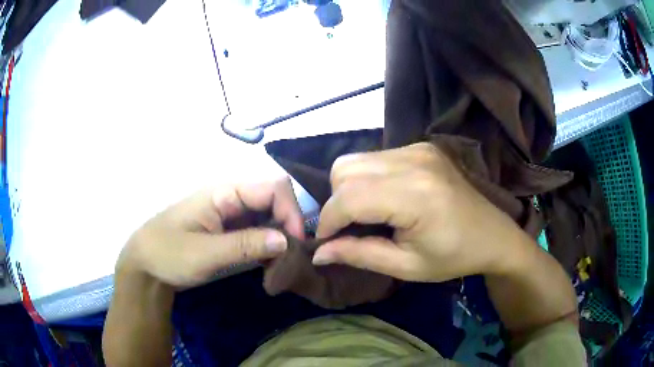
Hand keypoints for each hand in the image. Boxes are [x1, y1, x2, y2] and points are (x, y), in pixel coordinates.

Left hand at [116, 178, 303, 286]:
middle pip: (275, 202)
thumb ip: (244, 245)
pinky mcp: (232, 232)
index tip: (294, 244)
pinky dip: (270, 249)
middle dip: (288, 229)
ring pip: (271, 219)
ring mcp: (232, 216)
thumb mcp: (204, 253)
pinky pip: (260, 233)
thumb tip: (286, 240)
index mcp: (224, 193)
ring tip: (279, 268)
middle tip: (289, 261)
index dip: (290, 211)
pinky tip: (269, 266)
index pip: (273, 188)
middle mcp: (232, 199)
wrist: (147, 266)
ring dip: (280, 241)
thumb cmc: (168, 254)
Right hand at [312, 143, 527, 281]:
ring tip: (366, 215)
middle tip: (349, 229)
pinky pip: (374, 157)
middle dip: (335, 202)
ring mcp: (418, 149)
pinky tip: (384, 199)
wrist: (493, 234)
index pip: (349, 197)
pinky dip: (366, 178)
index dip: (328, 221)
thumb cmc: (454, 257)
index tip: (326, 242)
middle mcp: (414, 161)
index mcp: (416, 195)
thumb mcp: (406, 266)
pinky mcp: (420, 147)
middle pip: (344, 170)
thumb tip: (318, 253)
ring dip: (348, 189)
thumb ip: (359, 255)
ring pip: (355, 160)